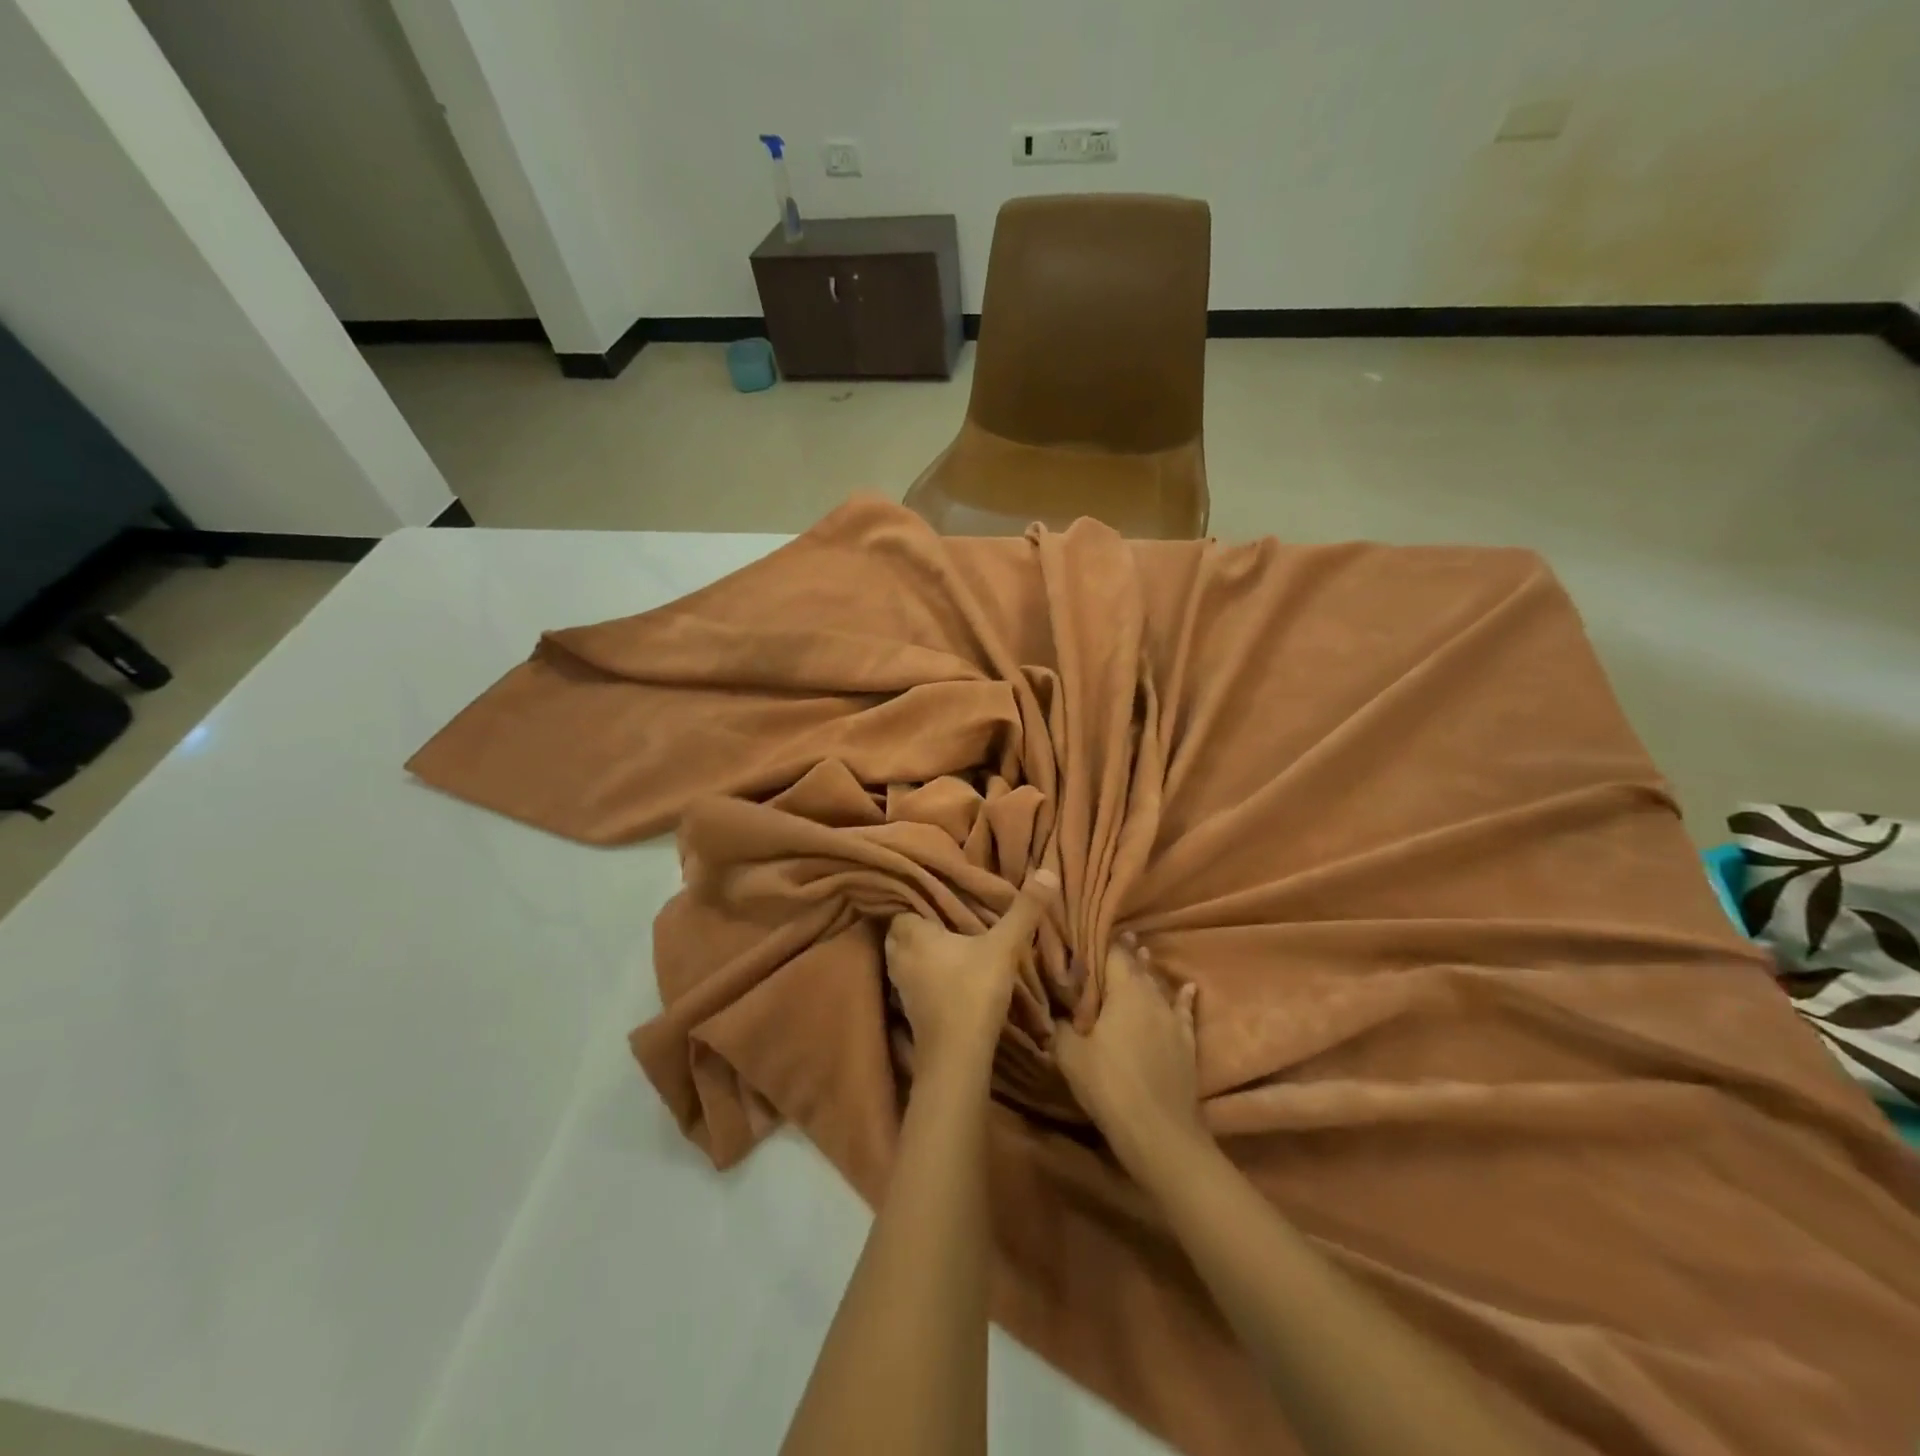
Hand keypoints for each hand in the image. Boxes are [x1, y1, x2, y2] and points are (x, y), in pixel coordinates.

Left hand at [884, 868, 1057, 1073]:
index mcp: (911, 933)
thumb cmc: (973, 992)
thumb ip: (1024, 910)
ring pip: (905, 956)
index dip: (917, 897)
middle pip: (901, 930)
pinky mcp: (908, 1009)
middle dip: (919, 923)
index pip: (902, 904)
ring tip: (948, 941)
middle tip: (946, 914)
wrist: (956, 1058)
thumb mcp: (1003, 947)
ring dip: (921, 950)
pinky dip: (925, 973)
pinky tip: (947, 973)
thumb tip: (1047, 871)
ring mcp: (900, 985)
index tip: (938, 890)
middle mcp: (898, 956)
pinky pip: (912, 979)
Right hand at [1054, 934, 1201, 1168]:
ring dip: (1148, 971)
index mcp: (1123, 991)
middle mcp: (1150, 996)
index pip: (1113, 954)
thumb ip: (1059, 1027)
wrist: (1159, 1132)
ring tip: (1143, 953)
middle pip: (1137, 966)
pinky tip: (1190, 988)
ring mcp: (1172, 1019)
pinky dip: (1184, 998)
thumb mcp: (1070, 1055)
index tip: (1091, 932)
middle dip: (1126, 953)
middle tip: (1117, 938)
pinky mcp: (1186, 1043)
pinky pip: (1184, 1011)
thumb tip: (1053, 1012)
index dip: (1102, 942)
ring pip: (1158, 986)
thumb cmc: (1109, 1085)